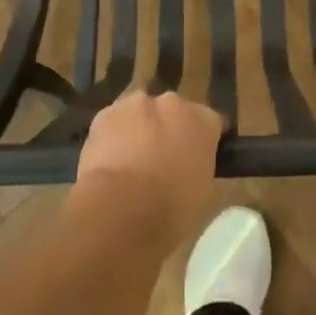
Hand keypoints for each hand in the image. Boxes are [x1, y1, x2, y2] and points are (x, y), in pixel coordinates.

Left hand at [74, 90, 224, 245]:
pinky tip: (107, 166)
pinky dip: (111, 139)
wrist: (120, 209)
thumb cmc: (171, 211)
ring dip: (138, 131)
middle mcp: (173, 103)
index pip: (210, 123)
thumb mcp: (202, 195)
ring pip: (140, 114)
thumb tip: (188, 168)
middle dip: (168, 131)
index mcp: (204, 121)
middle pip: (173, 112)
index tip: (195, 160)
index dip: (202, 142)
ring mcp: (137, 104)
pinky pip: (112, 124)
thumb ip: (198, 168)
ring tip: (129, 165)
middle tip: (160, 163)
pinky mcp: (105, 114)